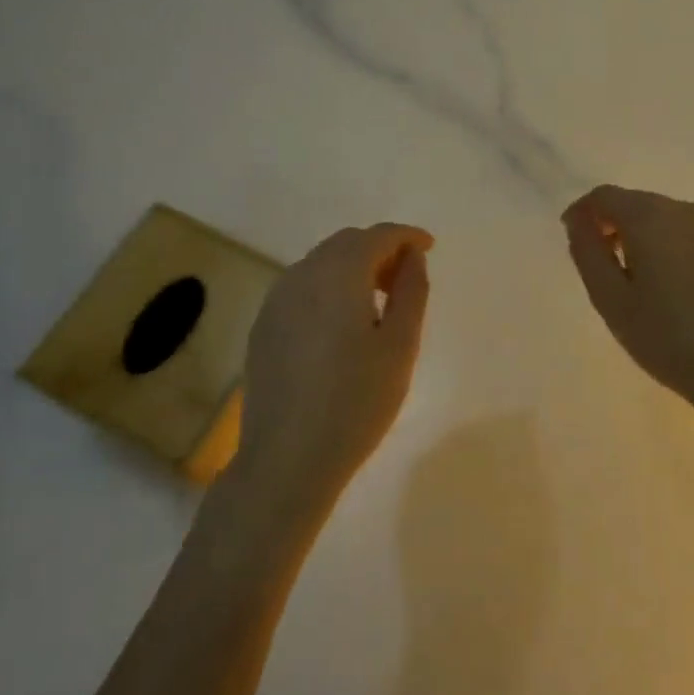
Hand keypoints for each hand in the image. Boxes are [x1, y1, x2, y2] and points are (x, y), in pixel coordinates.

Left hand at [235, 223, 433, 500]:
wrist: (286, 459)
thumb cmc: (356, 402)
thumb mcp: (400, 346)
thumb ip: (411, 291)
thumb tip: (413, 257)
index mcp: (338, 274)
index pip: (377, 235)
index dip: (406, 236)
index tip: (430, 248)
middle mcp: (302, 275)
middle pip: (346, 243)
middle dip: (380, 250)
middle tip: (406, 278)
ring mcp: (276, 301)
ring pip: (321, 263)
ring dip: (353, 268)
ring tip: (378, 302)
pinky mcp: (263, 326)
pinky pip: (302, 288)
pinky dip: (329, 288)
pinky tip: (341, 324)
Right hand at [563, 186, 693, 410]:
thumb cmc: (665, 336)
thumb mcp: (610, 299)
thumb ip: (587, 252)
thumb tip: (578, 221)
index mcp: (649, 217)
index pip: (604, 196)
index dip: (582, 212)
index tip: (572, 238)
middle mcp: (683, 210)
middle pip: (635, 202)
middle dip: (611, 224)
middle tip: (600, 264)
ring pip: (662, 217)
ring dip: (640, 235)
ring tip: (633, 278)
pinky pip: (686, 233)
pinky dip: (667, 245)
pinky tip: (668, 284)